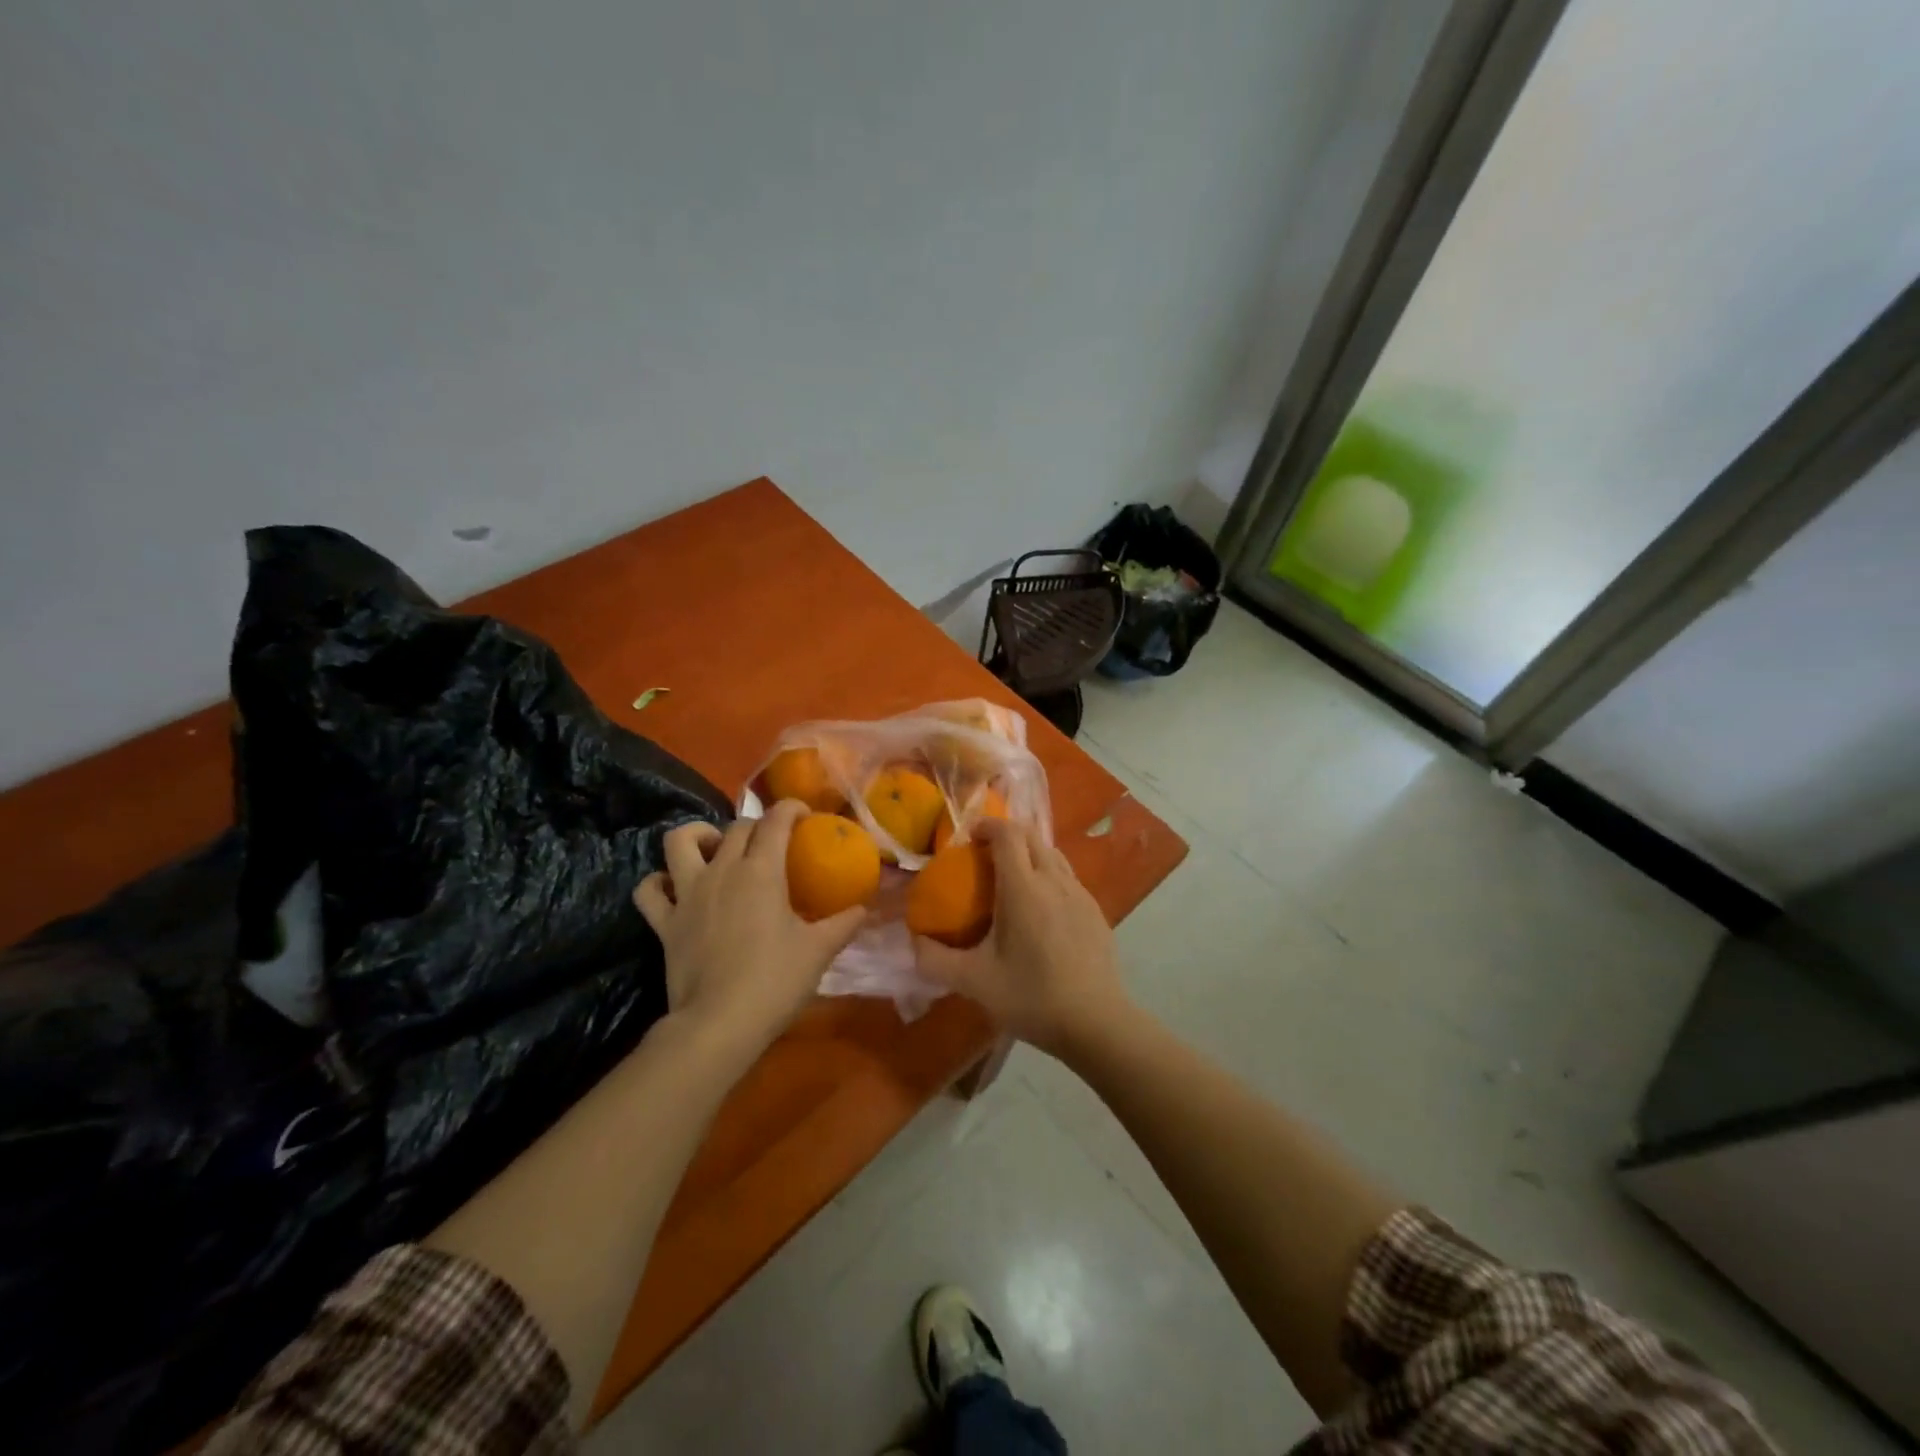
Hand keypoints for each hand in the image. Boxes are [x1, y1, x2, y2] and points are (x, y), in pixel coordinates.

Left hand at [634, 800, 865, 1063]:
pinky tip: (675, 888)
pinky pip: (650, 890)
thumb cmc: (775, 981)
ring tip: (716, 849)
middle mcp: (722, 871)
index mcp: (761, 871)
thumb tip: (862, 909)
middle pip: (736, 827)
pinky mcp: (664, 923)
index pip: (775, 820)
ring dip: (698, 836)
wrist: (719, 1024)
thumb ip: (844, 923)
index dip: (791, 809)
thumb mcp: (820, 951)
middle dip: (757, 826)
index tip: (805, 816)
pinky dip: (659, 882)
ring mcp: (687, 894)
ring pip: (680, 841)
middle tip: (773, 845)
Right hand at [913, 818, 1127, 1056]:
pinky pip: (1068, 877)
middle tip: (984, 856)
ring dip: (1029, 853)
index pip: (1008, 834)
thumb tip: (914, 942)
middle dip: (1006, 835)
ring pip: (1053, 854)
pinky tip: (1041, 910)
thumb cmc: (1032, 997)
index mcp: (1023, 888)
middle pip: (1031, 836)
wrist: (1097, 1022)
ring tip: (1011, 879)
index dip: (987, 826)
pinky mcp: (1096, 911)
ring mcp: (1081, 894)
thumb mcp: (974, 982)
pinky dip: (1049, 875)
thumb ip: (935, 960)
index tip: (969, 838)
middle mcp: (1054, 880)